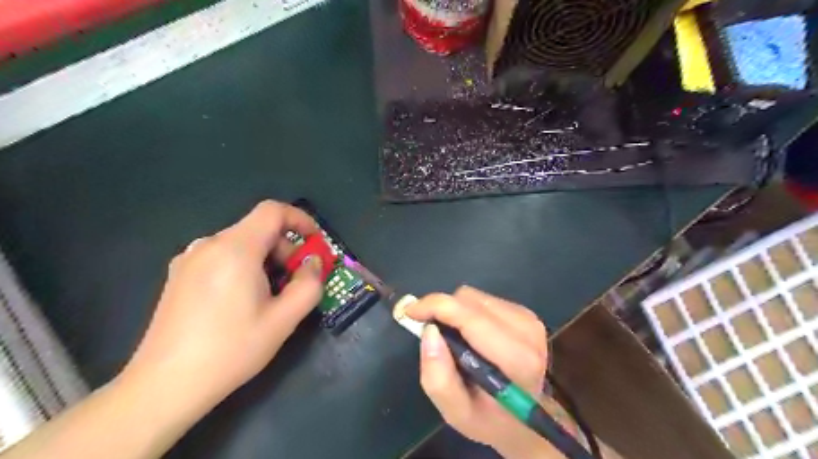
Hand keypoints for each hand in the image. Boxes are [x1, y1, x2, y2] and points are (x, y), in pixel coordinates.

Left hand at [120, 201, 324, 411]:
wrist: (164, 386)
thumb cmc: (231, 350)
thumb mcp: (284, 320)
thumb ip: (309, 285)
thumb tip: (314, 263)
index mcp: (235, 249)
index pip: (273, 211)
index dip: (300, 219)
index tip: (314, 244)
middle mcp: (208, 245)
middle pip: (258, 229)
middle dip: (285, 249)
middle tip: (295, 282)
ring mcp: (189, 259)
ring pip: (241, 244)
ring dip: (266, 260)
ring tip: (270, 297)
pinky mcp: (179, 275)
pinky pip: (222, 257)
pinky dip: (244, 267)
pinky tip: (242, 301)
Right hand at [408, 289, 559, 455]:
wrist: (529, 419)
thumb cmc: (492, 420)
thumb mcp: (457, 414)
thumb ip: (438, 378)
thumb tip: (429, 331)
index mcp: (516, 358)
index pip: (470, 317)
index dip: (435, 306)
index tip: (410, 312)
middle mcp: (526, 330)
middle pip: (469, 300)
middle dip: (443, 311)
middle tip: (431, 333)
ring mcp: (528, 319)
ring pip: (475, 297)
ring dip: (456, 312)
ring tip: (455, 340)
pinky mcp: (525, 313)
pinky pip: (484, 300)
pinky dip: (468, 312)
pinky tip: (472, 336)